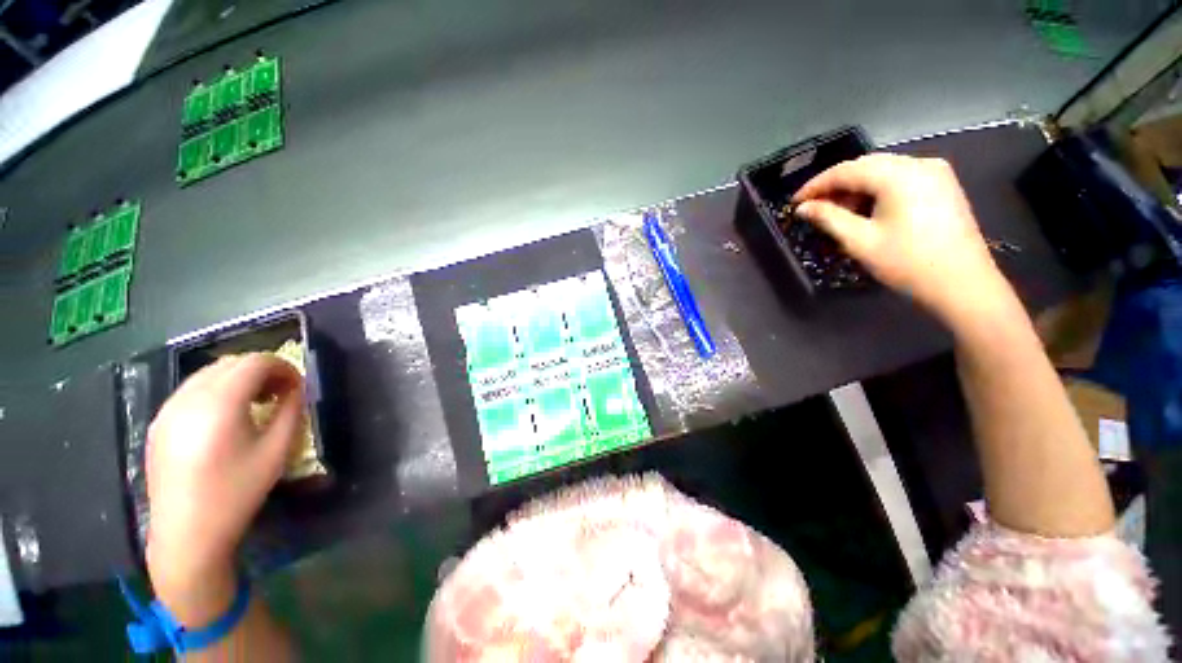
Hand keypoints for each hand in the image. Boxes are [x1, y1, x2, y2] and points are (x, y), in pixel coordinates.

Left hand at [145, 354, 303, 625]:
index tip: (297, 386)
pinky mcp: (158, 423)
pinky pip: (192, 390)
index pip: (255, 362)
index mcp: (219, 404)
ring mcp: (167, 410)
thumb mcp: (277, 451)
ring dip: (239, 379)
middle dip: (262, 370)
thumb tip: (296, 389)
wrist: (187, 534)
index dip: (283, 367)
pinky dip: (216, 391)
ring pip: (209, 374)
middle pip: (231, 363)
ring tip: (256, 403)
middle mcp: (188, 398)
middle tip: (281, 393)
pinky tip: (227, 417)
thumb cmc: (237, 492)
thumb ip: (290, 411)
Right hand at [792, 153, 1014, 327]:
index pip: (845, 170)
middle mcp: (918, 164)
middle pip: (865, 166)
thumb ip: (828, 218)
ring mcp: (935, 172)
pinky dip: (877, 189)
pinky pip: (900, 178)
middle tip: (813, 208)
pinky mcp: (943, 185)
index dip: (816, 185)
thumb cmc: (907, 263)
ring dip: (855, 187)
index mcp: (898, 175)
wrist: (963, 284)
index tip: (795, 202)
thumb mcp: (859, 241)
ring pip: (883, 170)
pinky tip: (866, 209)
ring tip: (838, 212)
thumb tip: (803, 208)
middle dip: (835, 185)